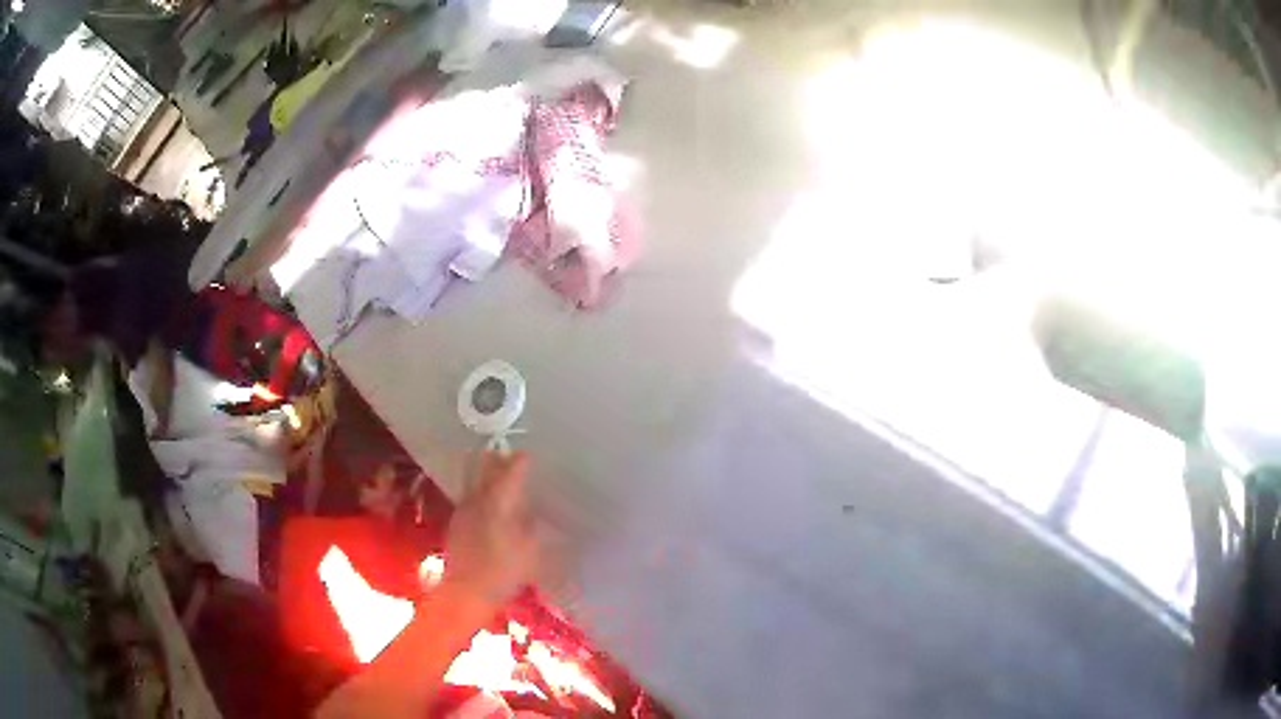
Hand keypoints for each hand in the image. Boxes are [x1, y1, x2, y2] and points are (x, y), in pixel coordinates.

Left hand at [443, 452, 540, 606]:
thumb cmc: (503, 574)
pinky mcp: (455, 525)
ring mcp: (462, 511)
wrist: (465, 594)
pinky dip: (481, 496)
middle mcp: (477, 501)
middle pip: (486, 470)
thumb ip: (535, 528)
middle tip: (512, 459)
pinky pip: (470, 499)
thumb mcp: (531, 552)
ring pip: (475, 483)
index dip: (520, 462)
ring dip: (488, 477)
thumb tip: (538, 514)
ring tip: (502, 481)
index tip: (529, 455)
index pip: (510, 472)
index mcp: (497, 503)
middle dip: (499, 461)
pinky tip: (490, 509)